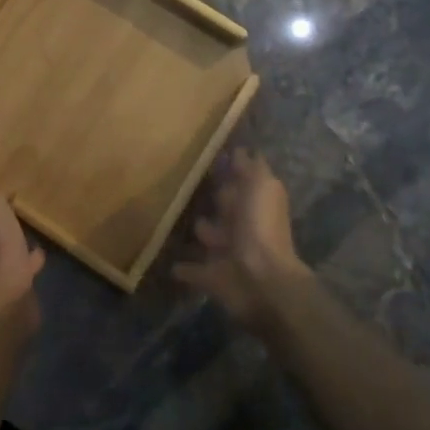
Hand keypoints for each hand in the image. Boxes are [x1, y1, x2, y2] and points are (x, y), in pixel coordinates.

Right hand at [173, 148, 309, 332]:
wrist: (260, 280)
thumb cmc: (260, 226)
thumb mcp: (260, 185)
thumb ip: (250, 167)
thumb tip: (241, 148)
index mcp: (254, 201)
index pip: (241, 180)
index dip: (231, 167)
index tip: (209, 154)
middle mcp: (242, 224)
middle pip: (226, 206)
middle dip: (217, 197)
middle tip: (189, 182)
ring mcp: (226, 251)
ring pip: (209, 235)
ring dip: (201, 229)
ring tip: (174, 217)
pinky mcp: (210, 276)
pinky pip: (192, 270)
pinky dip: (184, 268)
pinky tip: (168, 262)